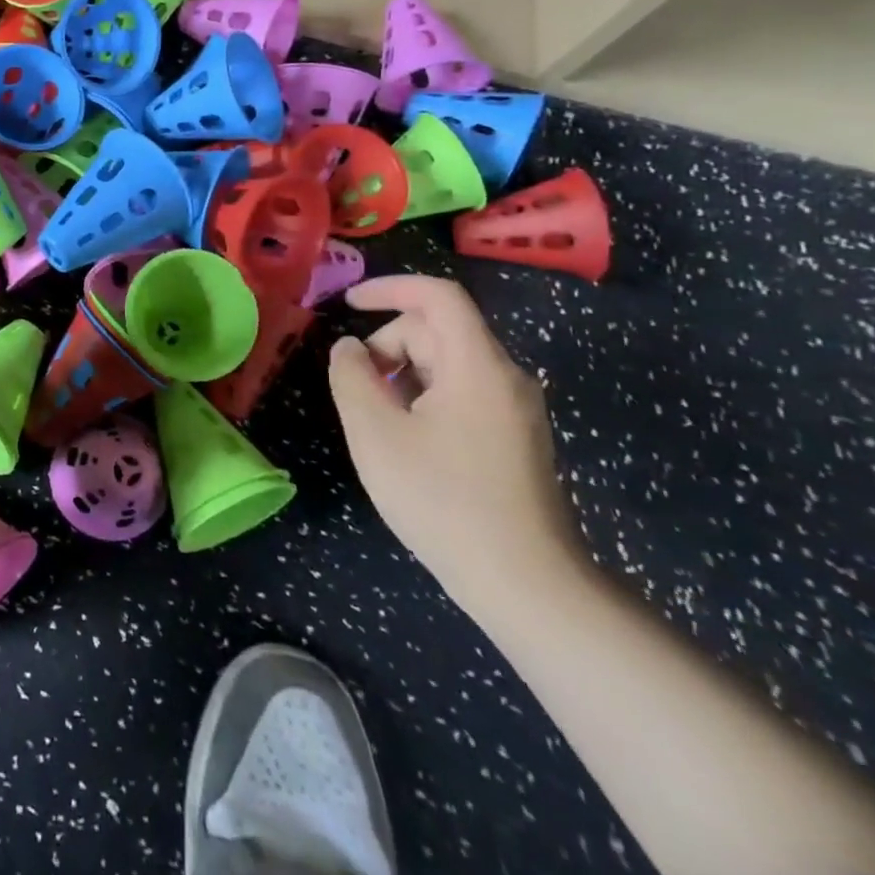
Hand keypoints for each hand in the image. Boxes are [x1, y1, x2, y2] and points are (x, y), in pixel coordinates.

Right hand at [328, 276, 584, 613]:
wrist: (527, 586)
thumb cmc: (444, 501)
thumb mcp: (376, 434)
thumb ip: (352, 378)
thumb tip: (349, 349)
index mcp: (477, 365)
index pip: (437, 296)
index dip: (388, 288)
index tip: (347, 304)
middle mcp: (505, 377)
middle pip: (438, 331)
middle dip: (388, 345)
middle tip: (356, 388)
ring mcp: (515, 410)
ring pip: (448, 365)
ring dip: (403, 375)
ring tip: (377, 420)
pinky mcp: (516, 439)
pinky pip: (463, 394)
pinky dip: (425, 398)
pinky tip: (407, 441)